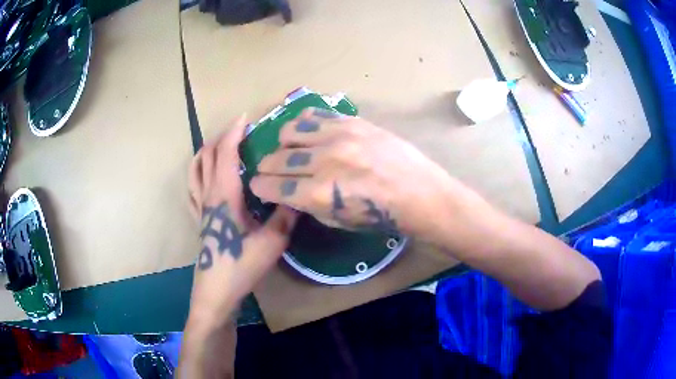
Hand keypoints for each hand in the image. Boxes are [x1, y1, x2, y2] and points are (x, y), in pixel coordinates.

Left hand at [187, 114, 297, 325]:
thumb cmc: (242, 266)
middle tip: (239, 131)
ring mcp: (199, 207)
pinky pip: (191, 187)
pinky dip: (197, 172)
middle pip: (207, 155)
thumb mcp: (273, 241)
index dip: (234, 132)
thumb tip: (300, 190)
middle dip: (221, 137)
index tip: (246, 117)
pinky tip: (204, 175)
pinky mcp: (197, 219)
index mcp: (225, 195)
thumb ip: (287, 213)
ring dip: (206, 151)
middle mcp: (208, 195)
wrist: (217, 291)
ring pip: (195, 169)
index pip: (225, 153)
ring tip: (220, 146)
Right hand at [250, 108, 456, 238]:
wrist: (419, 192)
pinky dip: (304, 125)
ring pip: (290, 132)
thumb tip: (288, 191)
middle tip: (272, 171)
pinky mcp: (352, 121)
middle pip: (277, 159)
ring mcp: (338, 136)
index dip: (260, 187)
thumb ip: (308, 205)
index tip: (258, 186)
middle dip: (267, 168)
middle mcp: (324, 161)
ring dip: (284, 144)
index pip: (273, 186)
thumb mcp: (339, 221)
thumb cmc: (382, 216)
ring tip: (292, 151)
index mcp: (320, 194)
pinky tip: (309, 135)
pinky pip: (313, 115)